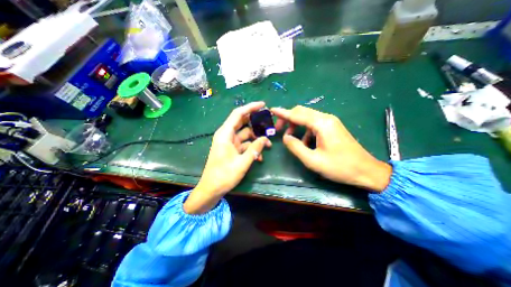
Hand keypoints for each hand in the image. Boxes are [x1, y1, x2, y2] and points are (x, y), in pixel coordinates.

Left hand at [183, 102, 271, 213]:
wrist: (211, 189)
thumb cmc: (224, 176)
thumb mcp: (242, 163)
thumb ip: (254, 149)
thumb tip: (265, 140)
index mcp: (225, 134)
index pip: (238, 114)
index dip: (250, 107)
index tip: (263, 105)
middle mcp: (227, 135)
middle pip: (242, 122)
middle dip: (256, 123)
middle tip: (269, 123)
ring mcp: (230, 143)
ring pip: (245, 134)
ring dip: (256, 139)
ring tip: (268, 145)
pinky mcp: (232, 150)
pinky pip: (244, 145)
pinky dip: (252, 148)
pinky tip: (259, 157)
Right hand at [271, 106, 391, 192]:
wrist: (366, 171)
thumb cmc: (339, 167)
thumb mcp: (313, 160)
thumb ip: (296, 147)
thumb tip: (286, 137)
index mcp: (322, 124)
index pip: (297, 114)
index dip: (283, 113)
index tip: (272, 110)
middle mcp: (326, 118)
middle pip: (302, 112)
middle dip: (288, 118)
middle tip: (279, 129)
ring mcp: (330, 122)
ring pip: (307, 117)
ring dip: (296, 124)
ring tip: (290, 137)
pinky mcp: (332, 127)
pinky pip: (314, 124)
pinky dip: (305, 130)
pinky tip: (305, 142)